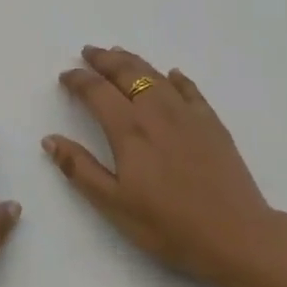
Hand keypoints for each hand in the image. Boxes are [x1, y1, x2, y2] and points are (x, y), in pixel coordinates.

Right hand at [45, 46, 281, 286]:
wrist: (236, 234)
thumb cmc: (169, 226)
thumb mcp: (114, 205)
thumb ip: (80, 169)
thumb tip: (50, 139)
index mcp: (129, 129)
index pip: (97, 92)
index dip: (78, 80)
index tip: (65, 75)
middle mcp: (157, 111)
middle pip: (127, 73)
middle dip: (104, 60)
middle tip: (89, 52)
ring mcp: (188, 113)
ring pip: (155, 75)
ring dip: (134, 61)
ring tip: (119, 54)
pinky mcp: (212, 122)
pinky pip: (190, 89)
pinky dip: (175, 78)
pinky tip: (172, 75)